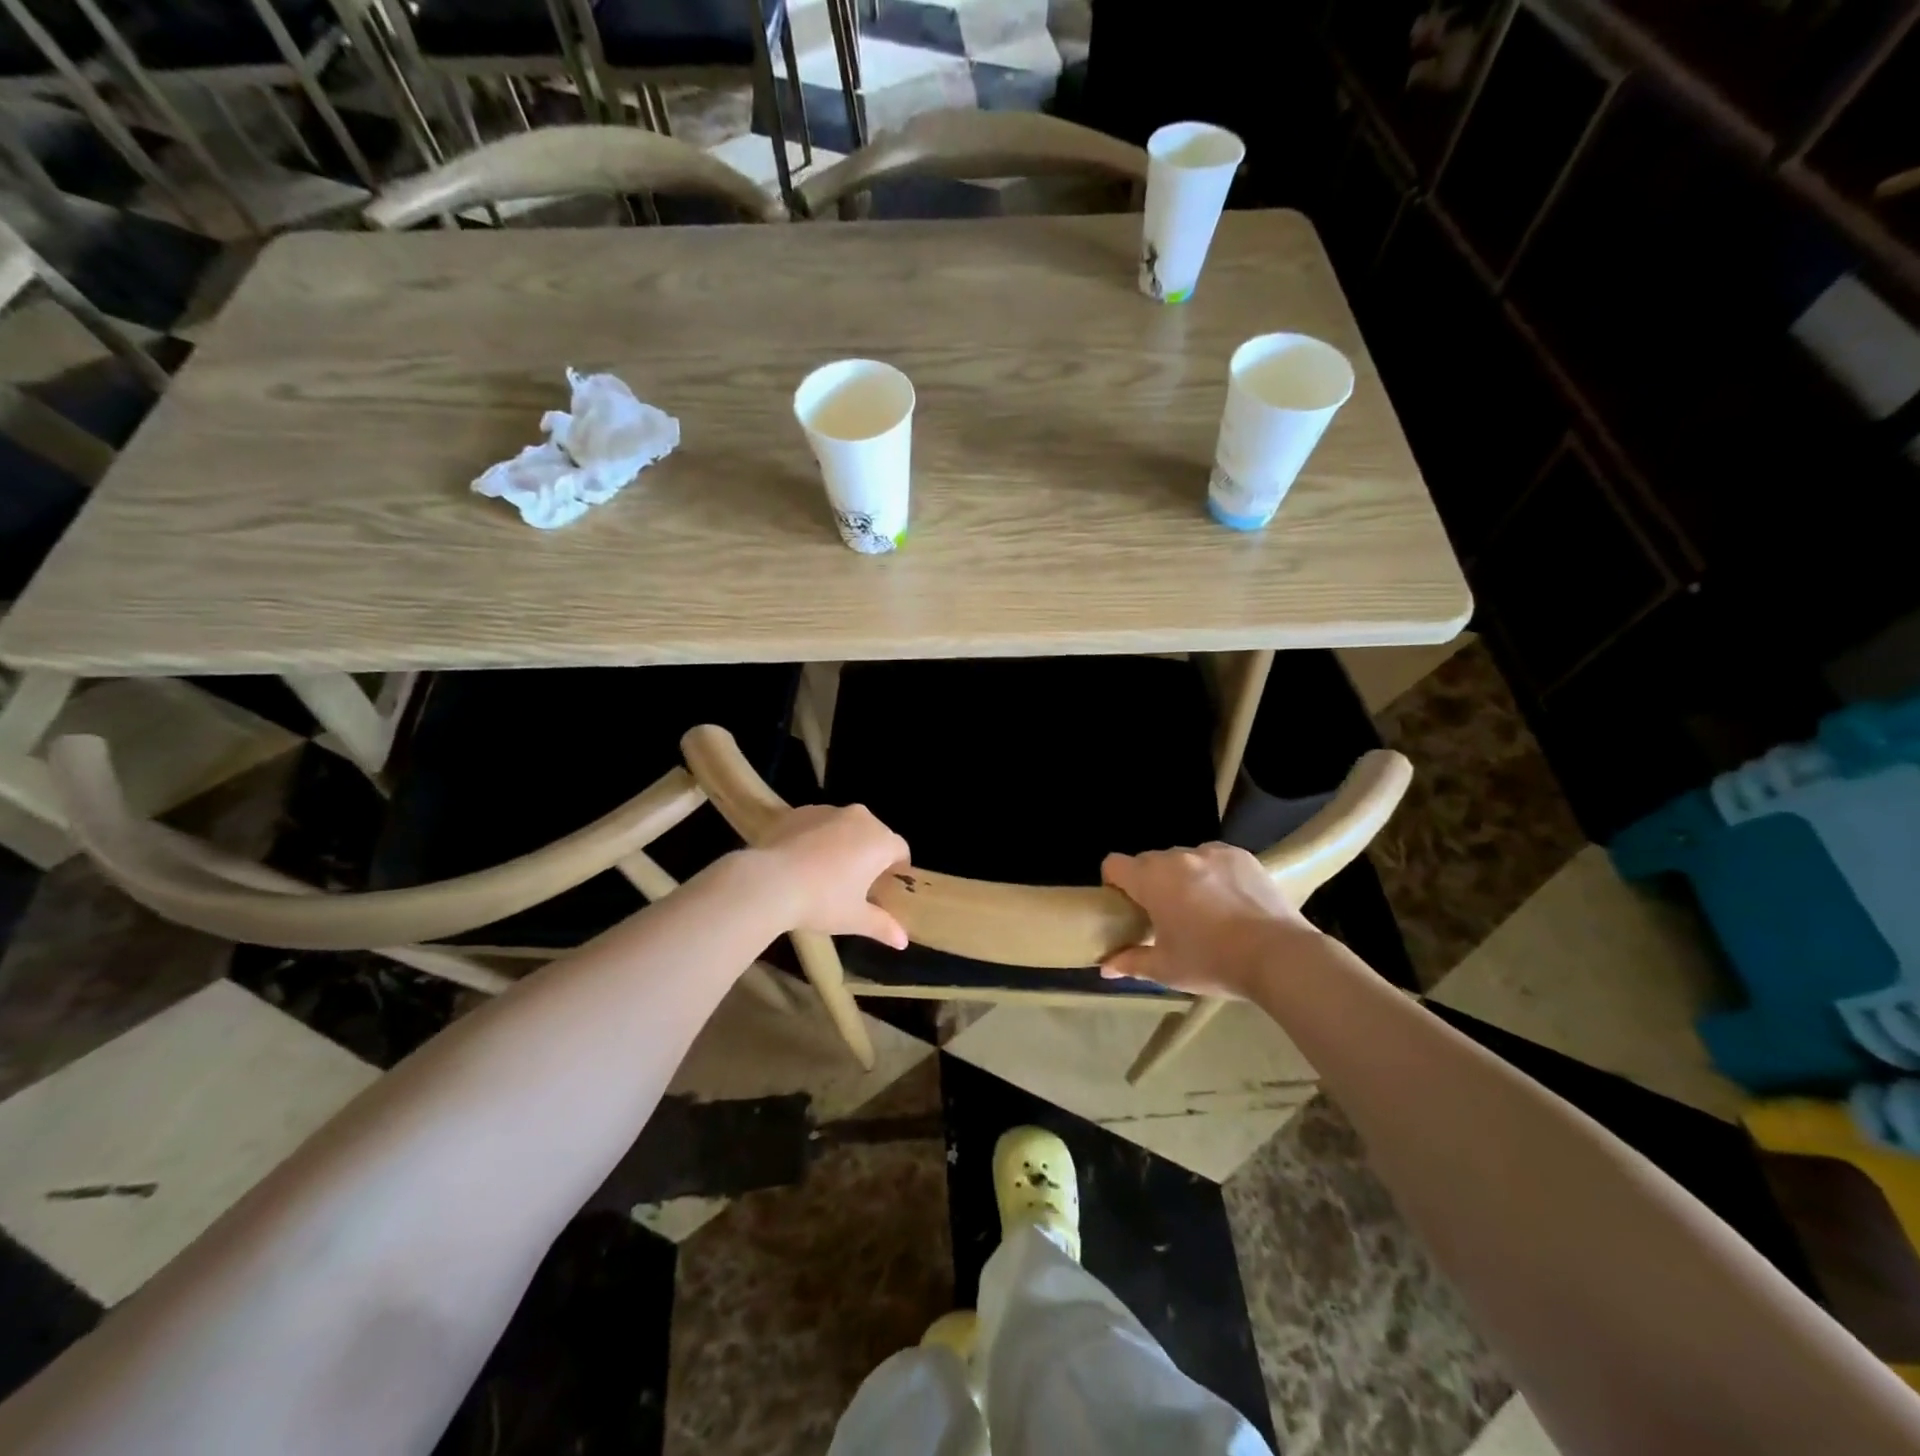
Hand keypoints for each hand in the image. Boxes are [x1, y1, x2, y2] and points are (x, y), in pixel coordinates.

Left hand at [752, 804, 910, 947]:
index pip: (901, 850)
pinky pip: (818, 823)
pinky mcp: (800, 811)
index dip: (897, 868)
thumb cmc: (822, 901)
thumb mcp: (855, 919)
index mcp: (880, 841)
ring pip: (845, 826)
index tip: (885, 887)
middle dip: (870, 854)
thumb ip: (883, 926)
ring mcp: (828, 811)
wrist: (769, 882)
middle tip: (857, 882)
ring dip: (844, 843)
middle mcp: (859, 818)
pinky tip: (802, 861)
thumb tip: (903, 941)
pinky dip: (817, 837)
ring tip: (826, 871)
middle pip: (875, 834)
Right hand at [1100, 844, 1320, 997]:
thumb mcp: (1166, 969)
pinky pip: (1214, 859)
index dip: (1114, 883)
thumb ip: (1130, 962)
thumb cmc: (1212, 962)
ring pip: (1184, 859)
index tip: (1127, 907)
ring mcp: (1212, 852)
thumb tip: (1104, 967)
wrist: (1278, 956)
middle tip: (1165, 915)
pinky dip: (1214, 874)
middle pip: (1149, 862)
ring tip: (1203, 909)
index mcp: (1151, 879)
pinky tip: (1230, 901)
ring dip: (1183, 877)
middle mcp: (1177, 857)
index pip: (1114, 864)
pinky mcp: (1241, 855)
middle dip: (1151, 883)